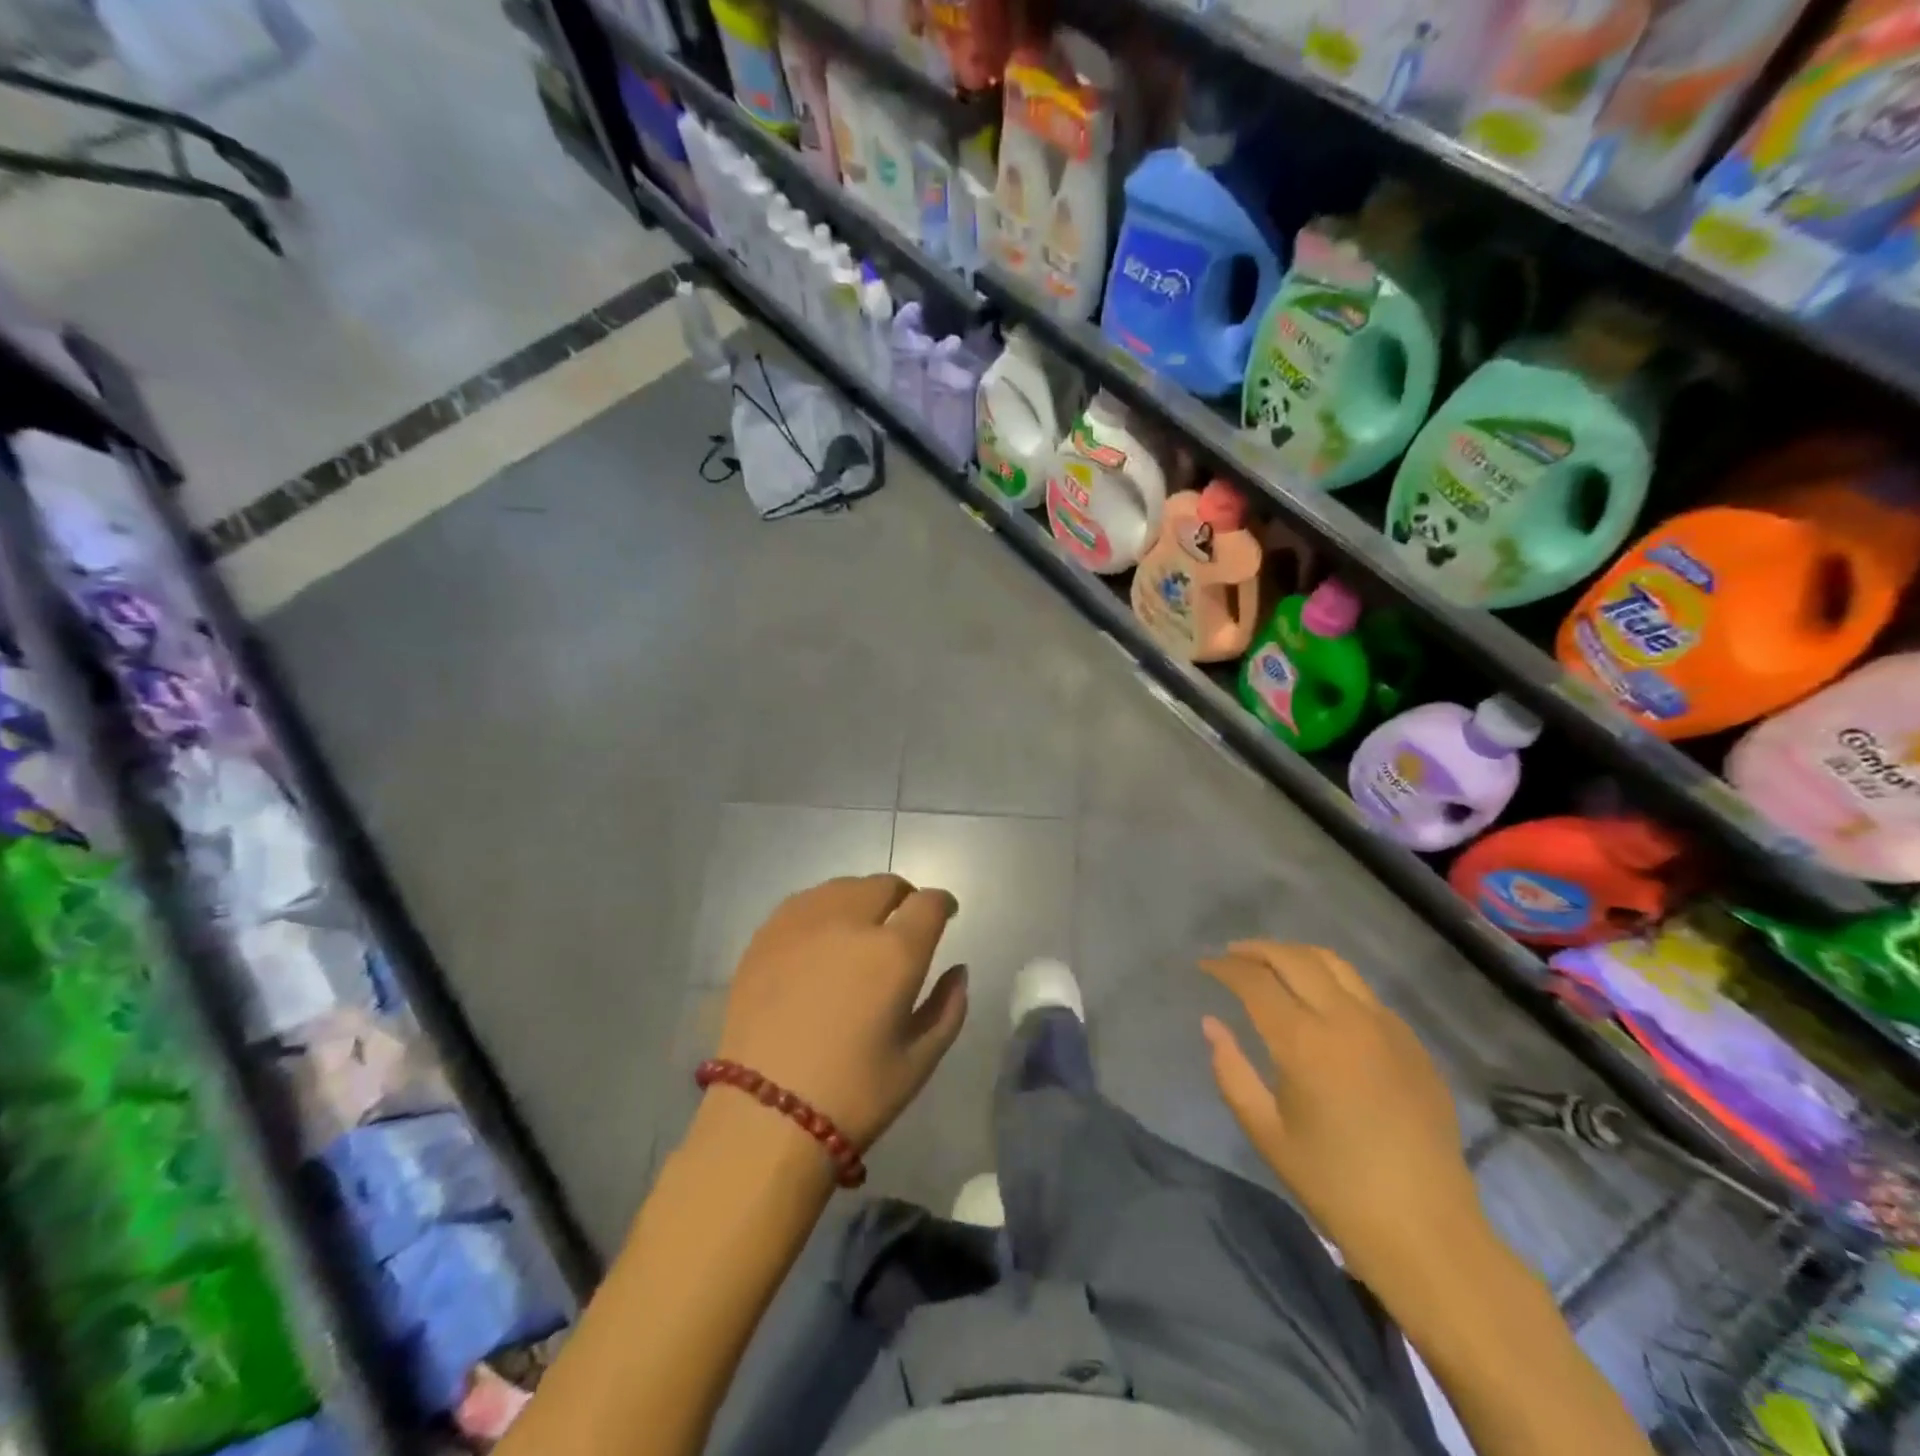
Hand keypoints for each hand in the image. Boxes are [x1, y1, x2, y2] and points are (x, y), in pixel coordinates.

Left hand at [712, 875, 967, 1151]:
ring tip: (860, 925)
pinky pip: (804, 902)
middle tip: (903, 922)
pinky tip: (820, 935)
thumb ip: (948, 1006)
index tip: (945, 914)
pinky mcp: (766, 936)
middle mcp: (850, 923)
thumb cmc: (854, 1095)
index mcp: (894, 952)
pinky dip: (823, 908)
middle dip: (903, 897)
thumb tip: (957, 970)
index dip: (942, 903)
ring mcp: (802, 924)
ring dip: (862, 899)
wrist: (764, 1117)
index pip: (928, 902)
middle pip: (885, 885)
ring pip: (843, 887)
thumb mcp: (920, 1060)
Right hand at [1201, 941, 1484, 1286]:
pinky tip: (1320, 1002)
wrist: (1426, 1231)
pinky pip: (1364, 992)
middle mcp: (1346, 1019)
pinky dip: (1331, 981)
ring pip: (1334, 964)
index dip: (1224, 967)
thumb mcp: (1266, 1132)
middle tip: (1231, 956)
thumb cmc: (1334, 1186)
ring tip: (1272, 964)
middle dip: (1256, 950)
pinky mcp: (1412, 1042)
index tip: (1204, 965)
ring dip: (1295, 955)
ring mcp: (1386, 1026)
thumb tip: (1212, 1024)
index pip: (1254, 980)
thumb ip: (1231, 1071)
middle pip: (1294, 958)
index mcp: (1304, 1042)